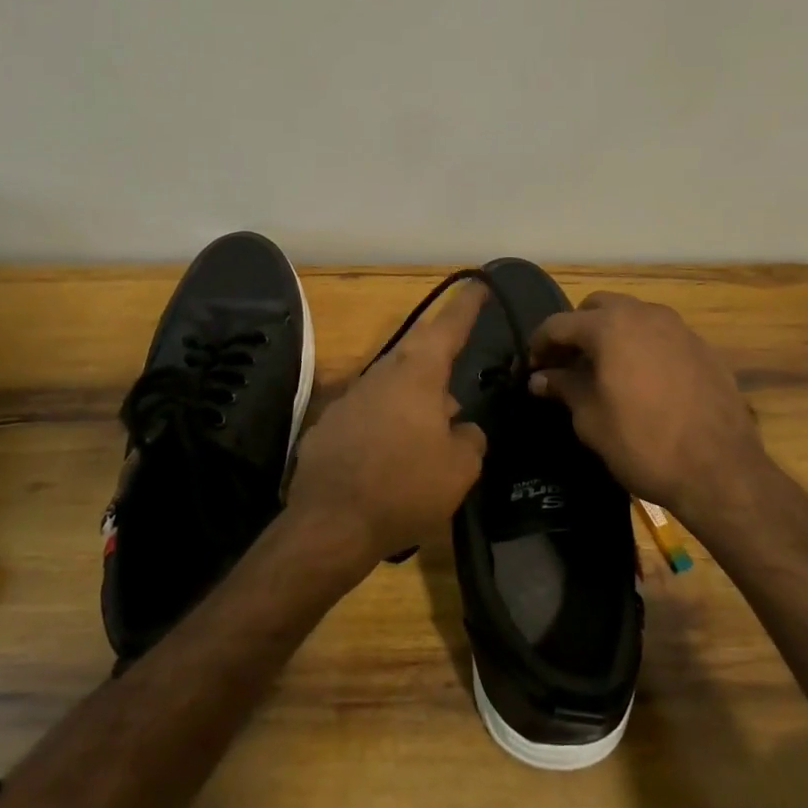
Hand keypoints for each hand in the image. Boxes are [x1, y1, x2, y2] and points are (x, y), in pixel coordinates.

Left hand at [286, 282, 488, 567]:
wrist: (331, 523)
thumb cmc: (405, 488)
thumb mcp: (460, 468)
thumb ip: (470, 438)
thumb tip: (461, 427)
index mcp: (416, 375)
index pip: (447, 327)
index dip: (465, 305)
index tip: (478, 283)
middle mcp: (380, 375)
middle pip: (416, 352)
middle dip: (439, 348)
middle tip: (459, 351)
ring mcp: (350, 399)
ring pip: (392, 383)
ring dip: (416, 394)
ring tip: (435, 419)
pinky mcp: (330, 425)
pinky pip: (370, 411)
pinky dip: (389, 421)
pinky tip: (395, 451)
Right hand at [529, 292, 766, 519]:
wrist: (720, 470)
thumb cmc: (643, 443)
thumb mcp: (591, 419)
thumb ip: (564, 388)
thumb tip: (540, 378)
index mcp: (610, 326)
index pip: (559, 323)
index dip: (539, 344)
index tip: (532, 368)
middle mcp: (645, 315)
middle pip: (598, 307)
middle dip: (577, 329)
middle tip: (567, 363)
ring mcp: (680, 329)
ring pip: (634, 317)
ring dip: (612, 335)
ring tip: (603, 370)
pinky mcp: (704, 349)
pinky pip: (662, 336)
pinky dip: (642, 348)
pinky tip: (642, 381)